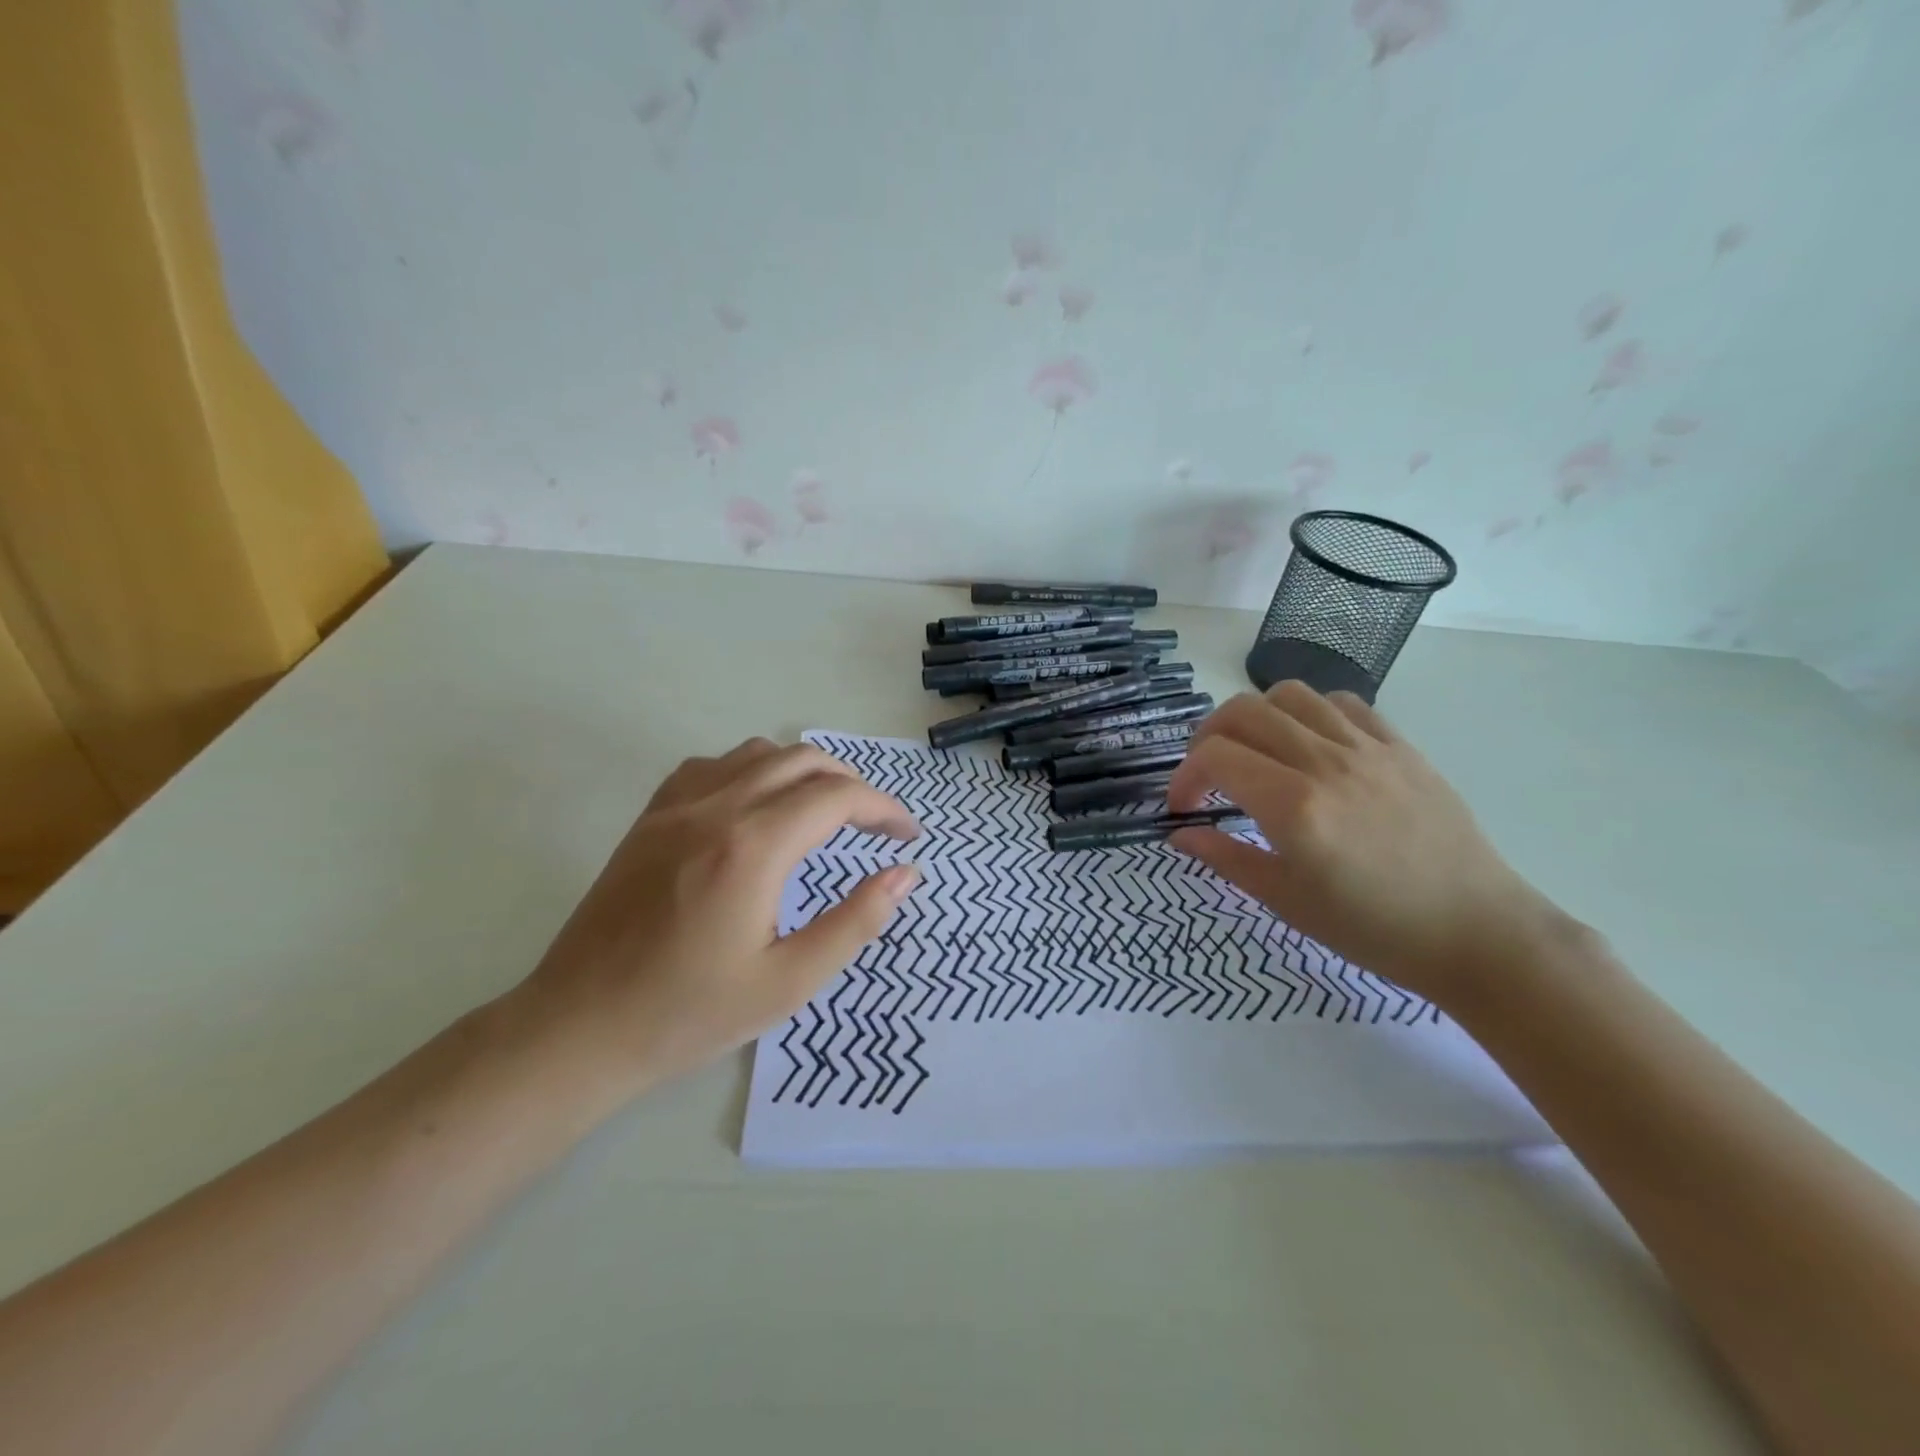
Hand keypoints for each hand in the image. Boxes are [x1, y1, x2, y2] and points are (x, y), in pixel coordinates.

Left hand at [513, 739, 921, 1093]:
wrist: (579, 1029)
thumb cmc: (689, 1013)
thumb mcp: (789, 982)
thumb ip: (856, 921)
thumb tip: (904, 874)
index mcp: (754, 847)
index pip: (837, 797)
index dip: (884, 809)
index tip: (907, 836)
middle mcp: (716, 808)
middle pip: (803, 761)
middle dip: (852, 785)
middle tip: (874, 828)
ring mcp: (676, 807)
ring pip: (758, 754)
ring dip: (804, 772)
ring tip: (824, 813)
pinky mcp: (649, 818)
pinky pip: (712, 766)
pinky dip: (752, 772)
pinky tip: (756, 808)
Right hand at [1167, 683, 1556, 1004]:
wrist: (1477, 933)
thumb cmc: (1373, 928)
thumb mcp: (1286, 901)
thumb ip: (1225, 858)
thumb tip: (1179, 833)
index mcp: (1293, 806)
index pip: (1214, 756)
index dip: (1184, 776)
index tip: (1184, 807)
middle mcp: (1325, 763)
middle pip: (1243, 711)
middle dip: (1208, 737)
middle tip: (1209, 774)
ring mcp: (1368, 749)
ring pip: (1290, 695)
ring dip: (1257, 717)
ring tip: (1258, 753)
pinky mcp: (1401, 747)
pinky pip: (1343, 703)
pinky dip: (1310, 713)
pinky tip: (1310, 747)